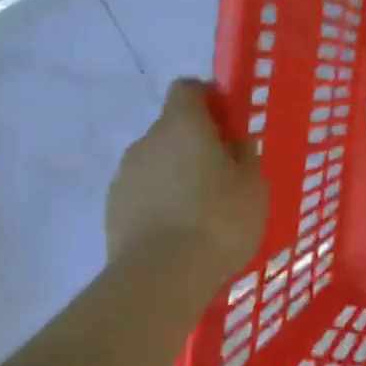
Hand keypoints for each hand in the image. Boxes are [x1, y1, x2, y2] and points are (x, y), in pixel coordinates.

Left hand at [106, 79, 267, 278]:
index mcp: (183, 124)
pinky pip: (143, 192)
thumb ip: (245, 156)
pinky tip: (179, 230)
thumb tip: (235, 143)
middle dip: (196, 143)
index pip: (188, 88)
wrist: (159, 277)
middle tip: (223, 173)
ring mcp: (124, 175)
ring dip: (176, 174)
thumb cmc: (218, 220)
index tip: (228, 122)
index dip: (209, 99)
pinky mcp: (112, 209)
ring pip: (156, 162)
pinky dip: (159, 201)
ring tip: (201, 209)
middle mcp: (147, 140)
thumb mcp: (253, 186)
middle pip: (172, 127)